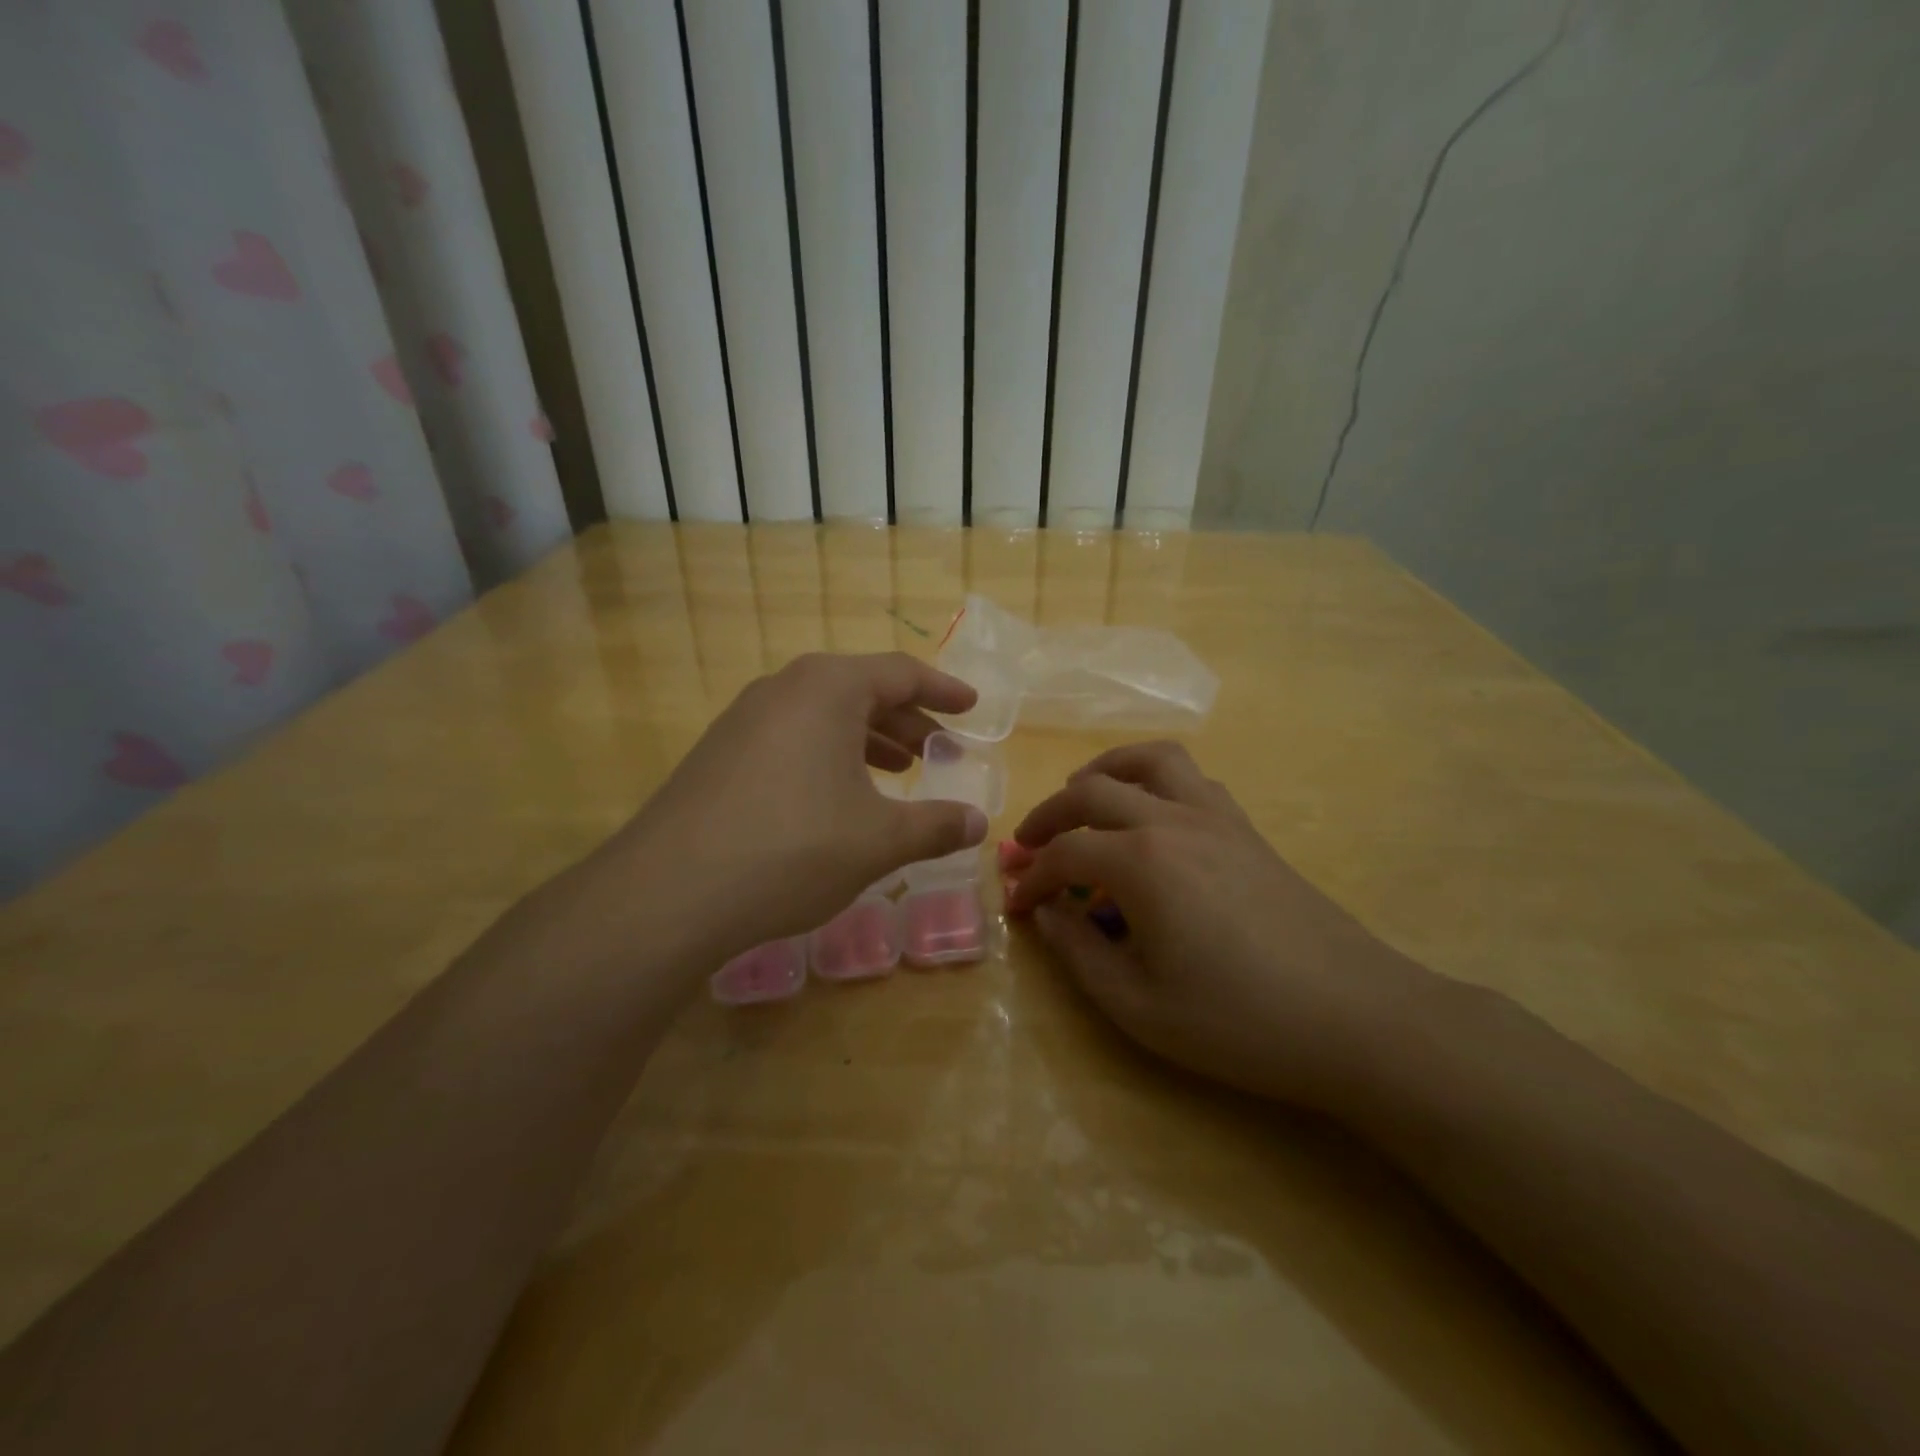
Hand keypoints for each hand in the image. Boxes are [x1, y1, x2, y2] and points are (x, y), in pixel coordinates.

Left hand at [605, 653, 988, 965]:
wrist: (670, 890)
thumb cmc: (794, 847)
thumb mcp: (880, 839)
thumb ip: (936, 825)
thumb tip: (978, 823)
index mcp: (828, 688)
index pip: (900, 672)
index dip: (943, 690)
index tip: (971, 707)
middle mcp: (783, 688)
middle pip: (860, 690)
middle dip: (907, 721)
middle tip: (940, 751)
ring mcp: (744, 719)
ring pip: (823, 716)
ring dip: (868, 740)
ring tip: (899, 773)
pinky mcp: (720, 754)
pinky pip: (791, 739)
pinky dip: (828, 757)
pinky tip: (838, 799)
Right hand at [1006, 742, 1437, 1109]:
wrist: (1356, 1018)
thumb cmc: (1238, 1020)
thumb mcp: (1137, 1005)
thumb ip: (1077, 953)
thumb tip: (1045, 913)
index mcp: (1140, 862)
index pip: (1065, 854)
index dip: (1033, 878)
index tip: (1017, 904)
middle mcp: (1173, 820)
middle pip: (1093, 791)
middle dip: (1050, 814)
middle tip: (1030, 843)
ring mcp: (1217, 817)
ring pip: (1150, 760)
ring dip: (1105, 770)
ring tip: (1084, 798)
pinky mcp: (1247, 828)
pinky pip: (1191, 779)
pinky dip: (1155, 780)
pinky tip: (1152, 817)